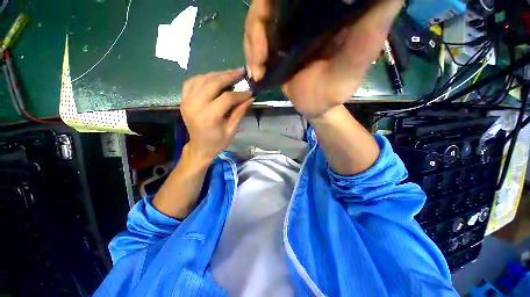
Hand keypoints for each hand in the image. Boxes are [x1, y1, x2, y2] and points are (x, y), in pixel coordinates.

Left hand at [181, 69, 252, 162]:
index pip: (226, 98)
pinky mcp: (183, 100)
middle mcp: (195, 106)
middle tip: (240, 72)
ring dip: (217, 74)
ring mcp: (186, 102)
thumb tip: (250, 98)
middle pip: (213, 83)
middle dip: (229, 76)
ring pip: (202, 79)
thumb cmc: (217, 142)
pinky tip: (213, 78)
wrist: (199, 147)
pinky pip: (192, 82)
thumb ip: (239, 112)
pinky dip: (204, 77)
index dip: (240, 94)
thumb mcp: (232, 130)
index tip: (250, 92)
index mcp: (209, 118)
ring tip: (230, 73)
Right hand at [244, 0, 403, 118]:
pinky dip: (250, 52)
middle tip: (260, 56)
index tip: (273, 15)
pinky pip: (254, 36)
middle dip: (258, 25)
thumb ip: (366, 37)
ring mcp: (289, 25)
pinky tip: (255, 71)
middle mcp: (308, 12)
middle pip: (272, 0)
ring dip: (251, 43)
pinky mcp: (277, 41)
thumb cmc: (334, 91)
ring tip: (257, 69)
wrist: (314, 106)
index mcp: (331, 12)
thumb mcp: (352, 68)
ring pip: (259, 16)